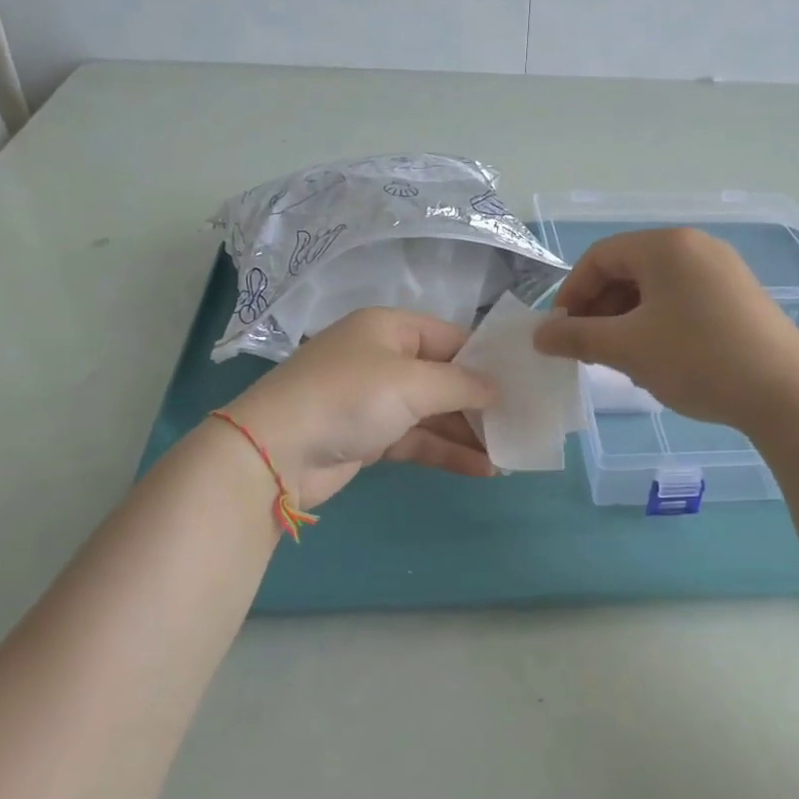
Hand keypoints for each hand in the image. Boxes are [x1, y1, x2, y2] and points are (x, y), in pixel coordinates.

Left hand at [218, 308, 496, 508]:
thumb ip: (461, 384)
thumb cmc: (349, 398)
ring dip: (468, 432)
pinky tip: (483, 469)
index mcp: (390, 328)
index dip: (487, 360)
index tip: (523, 383)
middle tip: (523, 421)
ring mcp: (376, 400)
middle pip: (444, 377)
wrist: (275, 452)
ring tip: (510, 452)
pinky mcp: (371, 437)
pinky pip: (418, 440)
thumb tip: (498, 388)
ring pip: (434, 412)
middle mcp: (384, 359)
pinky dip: (447, 451)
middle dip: (481, 401)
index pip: (452, 337)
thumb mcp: (411, 382)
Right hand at [533, 228, 798, 432]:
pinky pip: (682, 300)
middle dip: (600, 309)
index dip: (571, 293)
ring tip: (622, 359)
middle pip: (628, 270)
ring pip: (655, 288)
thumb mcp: (627, 348)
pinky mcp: (740, 297)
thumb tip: (540, 335)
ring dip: (627, 319)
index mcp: (665, 246)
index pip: (599, 257)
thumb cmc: (696, 359)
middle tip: (589, 349)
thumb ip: (576, 337)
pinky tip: (659, 359)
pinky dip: (658, 323)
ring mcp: (723, 270)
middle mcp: (695, 246)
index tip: (560, 333)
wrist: (786, 393)